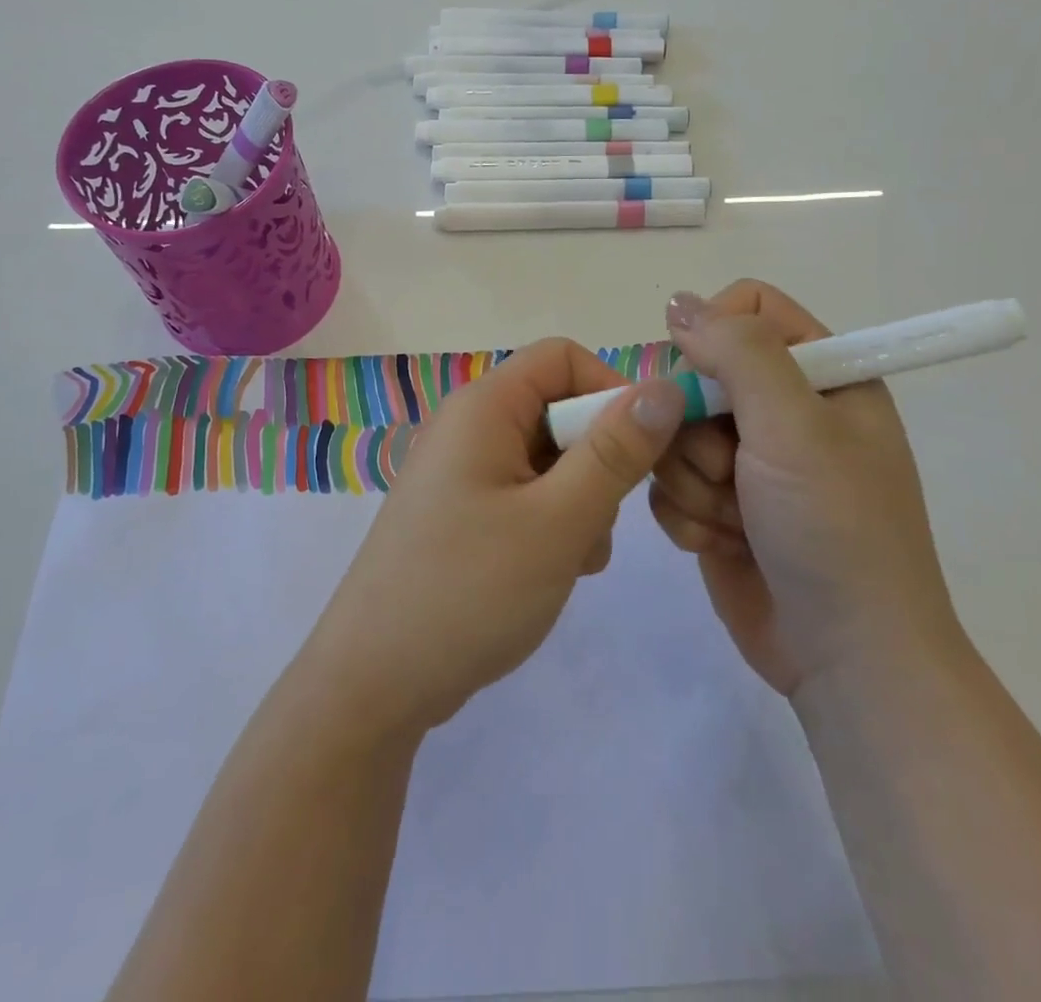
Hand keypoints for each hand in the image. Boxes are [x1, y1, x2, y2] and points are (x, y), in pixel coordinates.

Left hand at [299, 338, 686, 735]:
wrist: (374, 681)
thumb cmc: (470, 590)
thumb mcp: (559, 520)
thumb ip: (616, 451)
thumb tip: (666, 386)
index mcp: (484, 406)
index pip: (563, 358)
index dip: (611, 391)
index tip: (642, 451)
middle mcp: (469, 426)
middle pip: (557, 409)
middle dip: (597, 460)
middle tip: (600, 522)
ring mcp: (462, 471)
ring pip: (548, 458)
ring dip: (580, 500)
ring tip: (575, 558)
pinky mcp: (461, 512)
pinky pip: (525, 493)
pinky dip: (552, 522)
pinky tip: (554, 571)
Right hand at [649, 280, 963, 694]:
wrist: (846, 658)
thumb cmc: (835, 528)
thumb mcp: (795, 425)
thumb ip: (738, 351)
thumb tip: (677, 302)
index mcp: (821, 375)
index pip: (748, 309)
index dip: (714, 334)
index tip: (702, 379)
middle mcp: (782, 411)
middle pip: (696, 373)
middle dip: (698, 427)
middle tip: (731, 467)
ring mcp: (747, 461)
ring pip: (672, 432)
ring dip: (694, 480)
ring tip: (736, 518)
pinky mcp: (717, 505)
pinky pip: (666, 482)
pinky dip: (688, 515)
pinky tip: (722, 543)